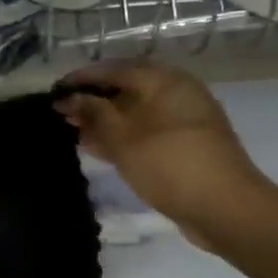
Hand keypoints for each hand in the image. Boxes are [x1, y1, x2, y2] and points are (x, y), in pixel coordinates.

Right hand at [53, 60, 277, 250]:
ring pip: (134, 113)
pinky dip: (120, 136)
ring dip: (104, 121)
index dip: (82, 78)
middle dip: (92, 100)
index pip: (115, 69)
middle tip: (61, 113)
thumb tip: (69, 97)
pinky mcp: (183, 145)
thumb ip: (93, 113)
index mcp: (164, 80)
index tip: (54, 91)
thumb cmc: (168, 163)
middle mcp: (176, 93)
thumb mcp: (123, 137)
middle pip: (126, 89)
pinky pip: (144, 132)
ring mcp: (182, 120)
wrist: (223, 208)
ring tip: (73, 132)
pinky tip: (97, 148)